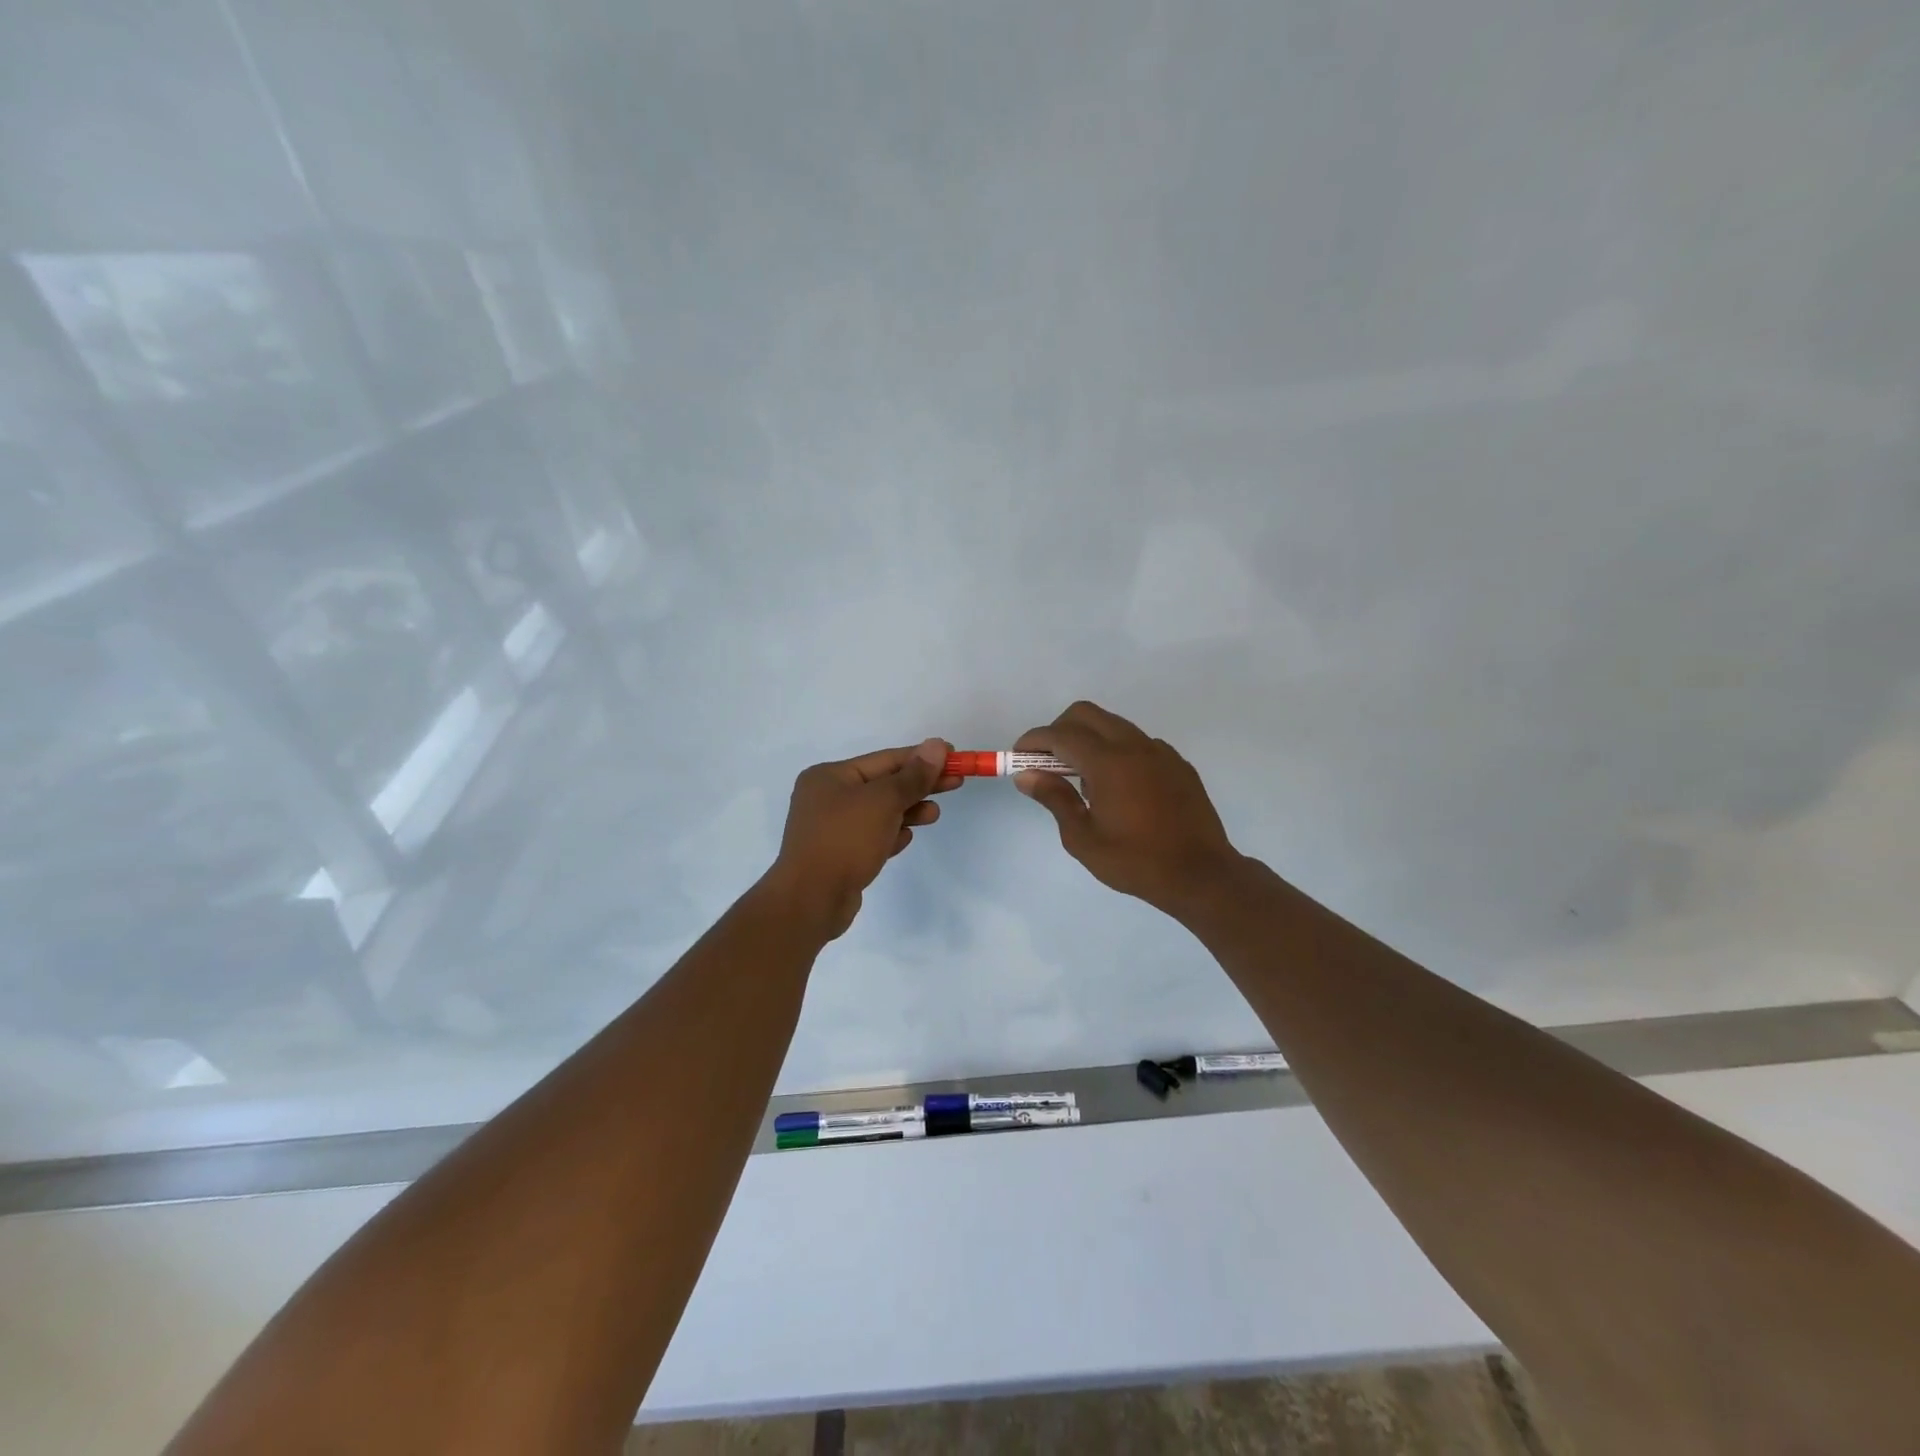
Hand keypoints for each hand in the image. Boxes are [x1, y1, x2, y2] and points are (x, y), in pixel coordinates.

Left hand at [760, 738, 959, 938]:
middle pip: (883, 784)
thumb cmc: (845, 840)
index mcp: (830, 776)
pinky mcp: (839, 855)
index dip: (921, 757)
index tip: (954, 756)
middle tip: (956, 782)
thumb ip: (913, 776)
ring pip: (879, 812)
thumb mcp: (883, 802)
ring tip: (934, 814)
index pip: (885, 759)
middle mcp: (827, 797)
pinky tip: (906, 838)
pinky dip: (891, 834)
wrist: (811, 900)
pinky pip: (872, 836)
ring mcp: (831, 828)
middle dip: (919, 784)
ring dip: (909, 810)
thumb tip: (936, 745)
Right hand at [1013, 702, 1243, 917]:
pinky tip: (1117, 788)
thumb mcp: (1084, 839)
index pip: (1060, 734)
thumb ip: (1054, 799)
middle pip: (1086, 714)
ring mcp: (1160, 752)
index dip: (1033, 741)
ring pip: (1113, 725)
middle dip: (1059, 730)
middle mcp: (1134, 746)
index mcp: (1109, 763)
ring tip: (1082, 781)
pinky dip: (1116, 751)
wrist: (1201, 875)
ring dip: (1088, 739)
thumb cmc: (1136, 862)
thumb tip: (1026, 775)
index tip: (1018, 757)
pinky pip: (1137, 743)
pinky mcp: (1177, 763)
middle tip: (1047, 762)